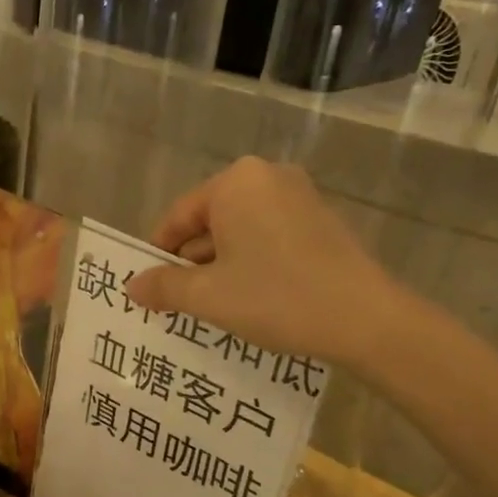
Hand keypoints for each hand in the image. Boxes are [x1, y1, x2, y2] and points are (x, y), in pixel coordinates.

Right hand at [124, 157, 402, 367]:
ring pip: (240, 231)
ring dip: (221, 266)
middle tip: (178, 302)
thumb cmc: (276, 296)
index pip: (179, 216)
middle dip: (191, 262)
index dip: (159, 254)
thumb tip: (132, 286)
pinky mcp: (320, 221)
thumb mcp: (208, 296)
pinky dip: (252, 263)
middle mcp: (267, 177)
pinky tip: (250, 299)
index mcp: (235, 182)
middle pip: (210, 221)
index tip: (149, 287)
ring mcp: (299, 197)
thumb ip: (164, 287)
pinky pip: (269, 237)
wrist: (366, 319)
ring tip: (211, 307)